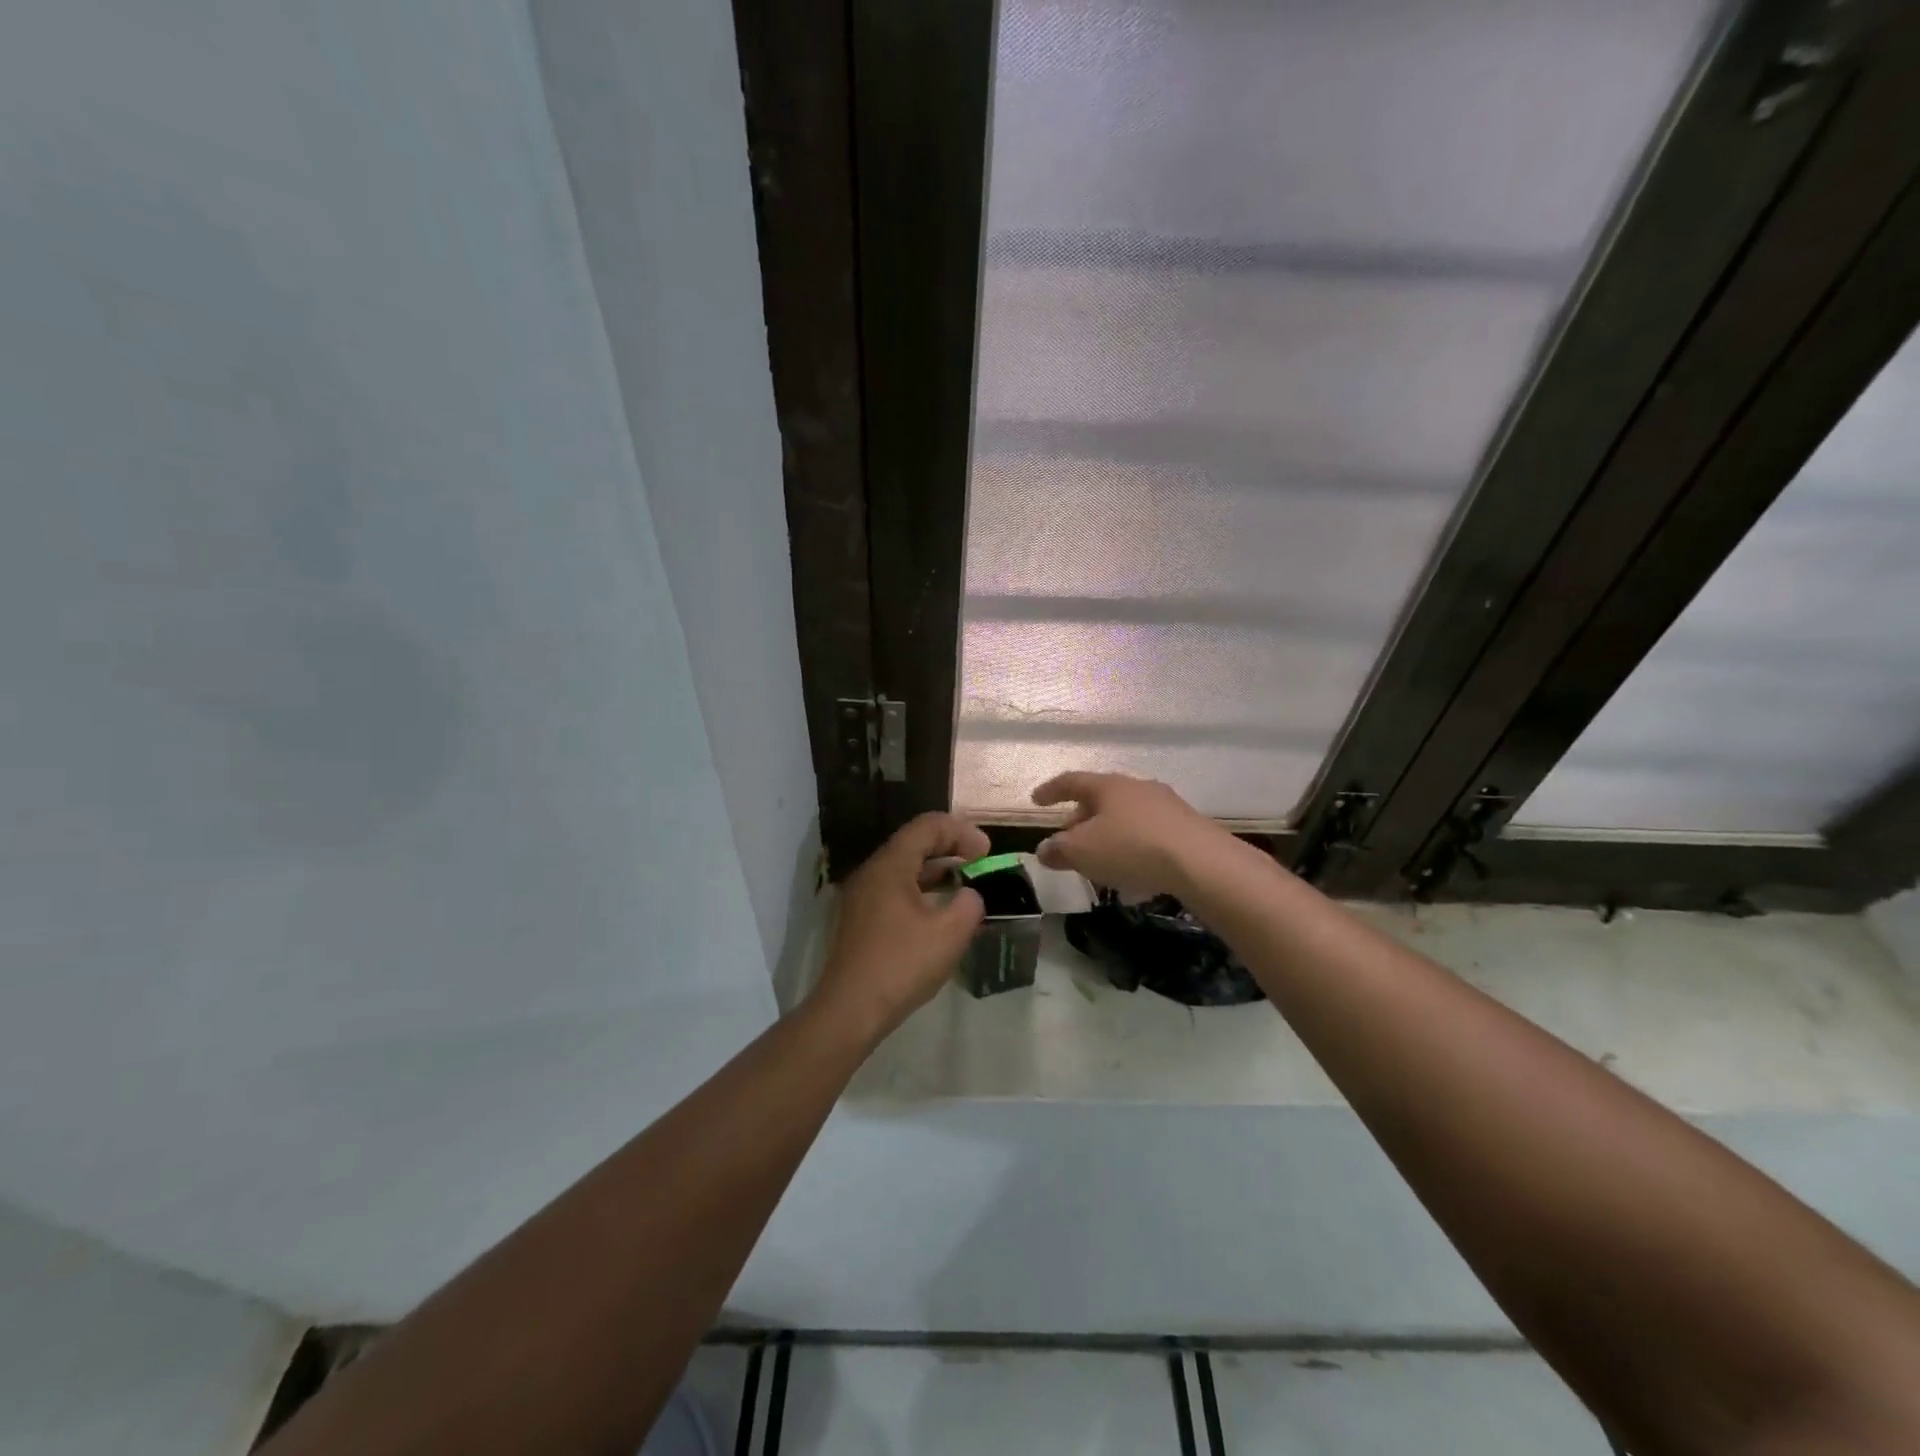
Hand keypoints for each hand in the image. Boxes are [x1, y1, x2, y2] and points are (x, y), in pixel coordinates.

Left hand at [809, 812, 989, 1040]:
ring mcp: (862, 897)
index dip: (961, 831)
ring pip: (904, 868)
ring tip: (965, 884)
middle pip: (913, 843)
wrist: (850, 1009)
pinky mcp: (861, 920)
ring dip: (936, 870)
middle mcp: (872, 872)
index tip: (987, 852)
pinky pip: (895, 890)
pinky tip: (940, 912)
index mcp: (890, 865)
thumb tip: (969, 896)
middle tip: (980, 862)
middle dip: (950, 847)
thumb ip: (969, 905)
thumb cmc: (901, 964)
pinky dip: (922, 890)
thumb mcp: (949, 934)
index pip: (927, 826)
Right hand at [1030, 772, 1230, 898]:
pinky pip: (1147, 831)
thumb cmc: (1131, 847)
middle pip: (1101, 797)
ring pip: (1126, 814)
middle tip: (1068, 837)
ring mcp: (1166, 805)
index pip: (1072, 781)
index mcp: (1108, 786)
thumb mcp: (1083, 852)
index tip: (1036, 800)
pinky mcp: (1186, 826)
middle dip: (1080, 816)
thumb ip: (1058, 850)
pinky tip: (1131, 867)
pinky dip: (1131, 844)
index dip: (1051, 791)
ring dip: (1107, 832)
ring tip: (1099, 856)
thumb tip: (1044, 849)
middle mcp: (1137, 787)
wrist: (1201, 862)